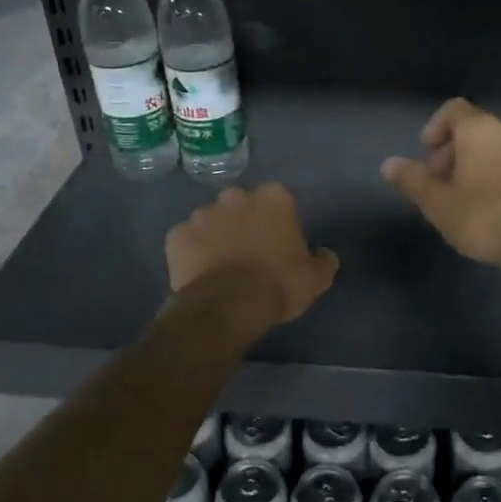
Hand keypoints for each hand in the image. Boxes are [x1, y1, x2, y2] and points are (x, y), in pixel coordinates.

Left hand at [166, 183, 339, 333]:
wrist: (228, 306)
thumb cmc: (278, 284)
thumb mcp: (316, 278)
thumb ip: (323, 260)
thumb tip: (324, 254)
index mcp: (274, 198)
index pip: (281, 199)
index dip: (281, 220)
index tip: (281, 240)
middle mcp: (236, 196)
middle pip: (243, 204)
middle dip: (246, 220)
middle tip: (251, 250)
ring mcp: (202, 213)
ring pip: (213, 219)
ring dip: (218, 234)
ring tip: (223, 263)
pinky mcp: (177, 235)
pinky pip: (187, 239)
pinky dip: (193, 251)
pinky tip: (200, 271)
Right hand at [381, 98, 500, 268]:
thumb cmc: (486, 215)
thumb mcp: (439, 203)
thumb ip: (413, 181)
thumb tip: (389, 164)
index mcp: (480, 129)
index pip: (453, 110)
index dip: (435, 128)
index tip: (426, 155)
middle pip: (474, 130)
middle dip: (452, 152)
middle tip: (440, 183)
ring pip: (495, 149)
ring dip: (475, 166)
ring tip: (463, 200)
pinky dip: (497, 177)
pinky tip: (491, 209)